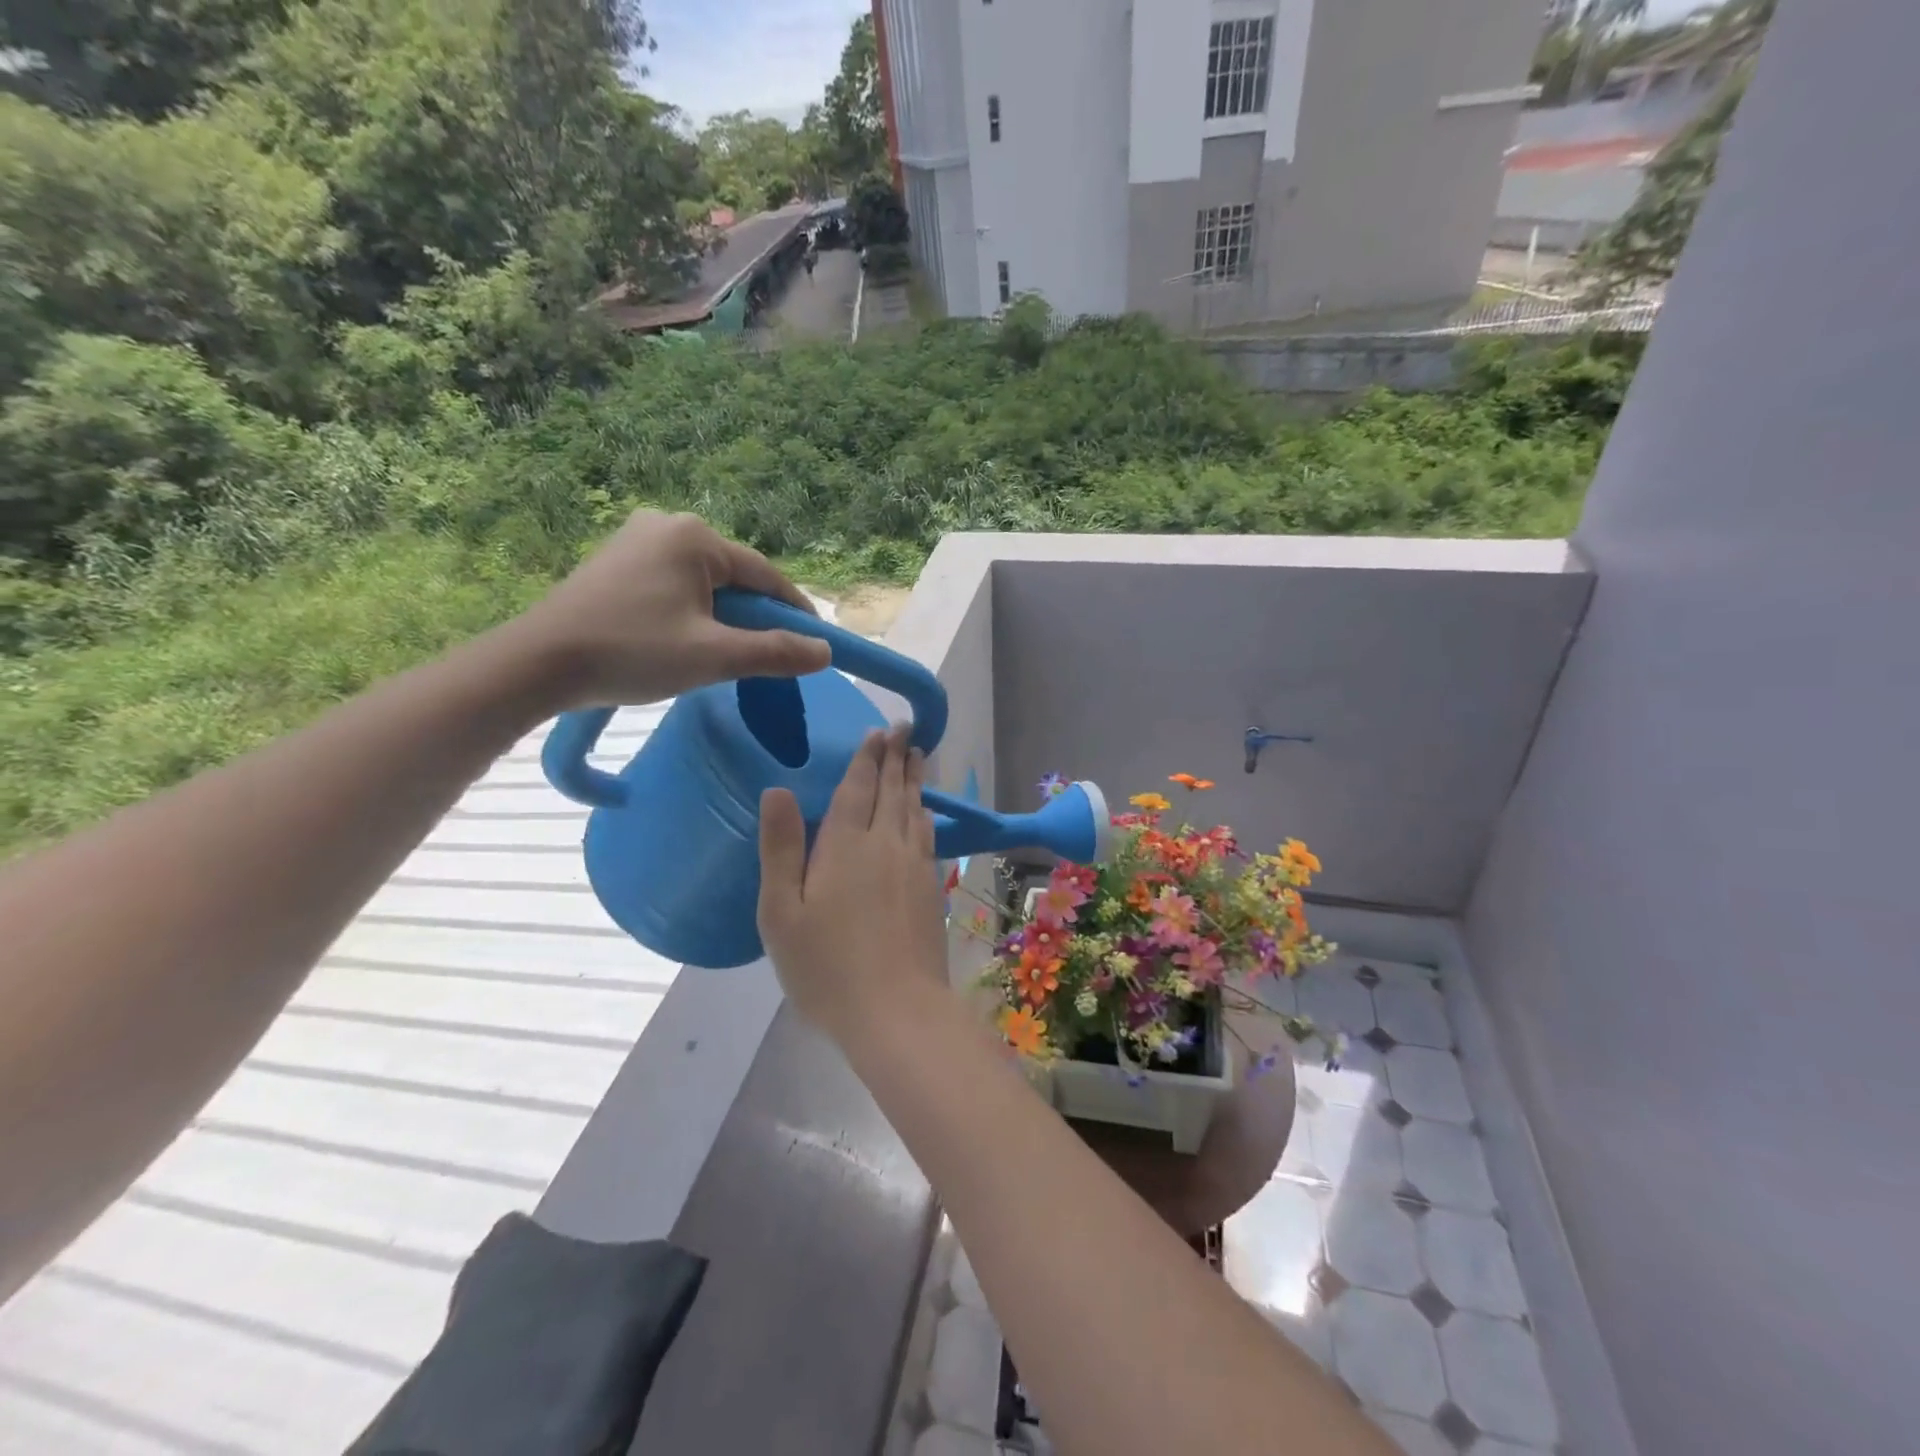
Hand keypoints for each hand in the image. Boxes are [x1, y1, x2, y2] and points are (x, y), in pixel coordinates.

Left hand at [506, 509, 831, 710]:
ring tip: (721, 654)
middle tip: (764, 657)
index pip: (765, 575)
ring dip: (722, 616)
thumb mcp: (714, 656)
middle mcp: (667, 525)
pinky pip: (674, 584)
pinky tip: (683, 640)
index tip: (815, 642)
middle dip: (754, 616)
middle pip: (734, 576)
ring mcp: (636, 539)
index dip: (794, 611)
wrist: (538, 663)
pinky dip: (692, 611)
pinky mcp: (615, 561)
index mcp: (695, 537)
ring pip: (704, 582)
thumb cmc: (632, 652)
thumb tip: (825, 651)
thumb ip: (775, 652)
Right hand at [758, 725, 949, 1041]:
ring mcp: (913, 866)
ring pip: (913, 810)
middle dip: (896, 757)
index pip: (857, 788)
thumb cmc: (826, 966)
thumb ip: (780, 848)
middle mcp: (884, 845)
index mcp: (845, 845)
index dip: (866, 758)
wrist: (896, 1011)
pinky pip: (926, 836)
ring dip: (914, 780)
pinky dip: (924, 814)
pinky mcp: (929, 889)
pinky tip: (923, 813)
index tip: (877, 731)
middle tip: (904, 728)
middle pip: (891, 791)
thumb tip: (777, 790)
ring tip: (917, 756)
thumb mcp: (782, 912)